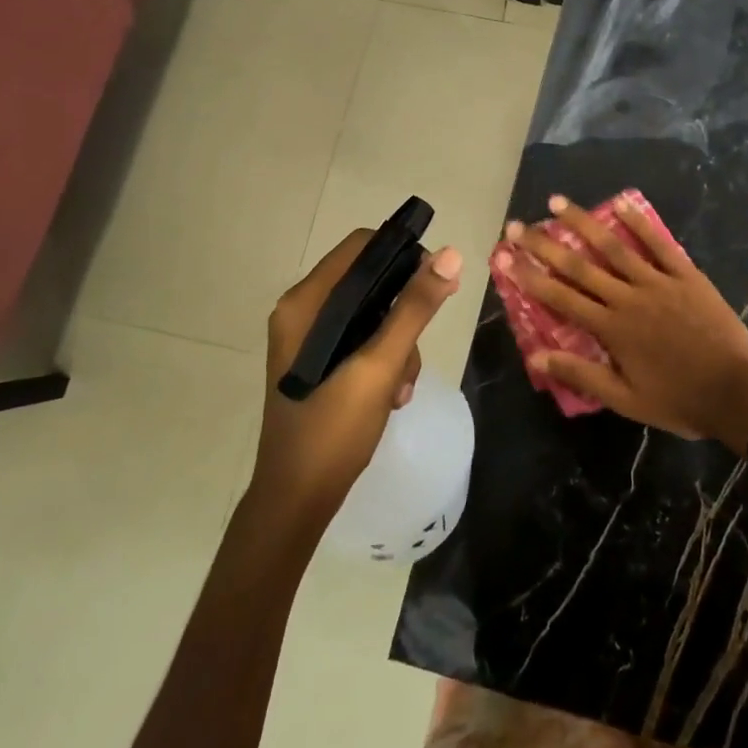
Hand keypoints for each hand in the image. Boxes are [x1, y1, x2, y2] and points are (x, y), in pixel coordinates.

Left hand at [254, 230, 462, 536]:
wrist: (296, 501)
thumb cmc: (332, 429)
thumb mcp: (380, 365)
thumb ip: (414, 308)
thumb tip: (450, 255)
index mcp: (305, 302)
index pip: (361, 246)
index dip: (401, 255)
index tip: (433, 284)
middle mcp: (303, 312)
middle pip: (370, 281)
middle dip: (402, 312)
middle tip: (415, 348)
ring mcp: (310, 339)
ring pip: (373, 315)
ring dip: (398, 345)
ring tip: (400, 387)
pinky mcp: (320, 362)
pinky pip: (363, 340)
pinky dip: (384, 361)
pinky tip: (392, 396)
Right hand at [495, 194, 747, 447]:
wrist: (735, 392)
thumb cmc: (678, 399)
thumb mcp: (625, 399)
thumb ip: (581, 374)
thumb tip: (535, 355)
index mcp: (611, 328)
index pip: (560, 297)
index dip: (528, 275)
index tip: (503, 256)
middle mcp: (627, 297)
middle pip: (579, 265)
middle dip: (544, 244)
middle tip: (517, 224)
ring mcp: (657, 281)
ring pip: (613, 246)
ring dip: (583, 222)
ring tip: (557, 202)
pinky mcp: (685, 274)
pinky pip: (659, 243)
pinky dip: (639, 222)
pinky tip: (621, 201)